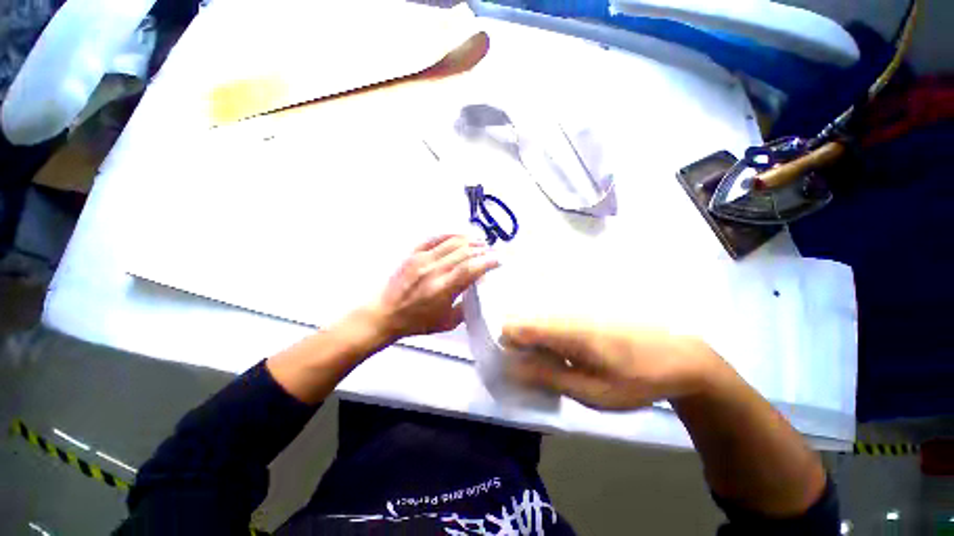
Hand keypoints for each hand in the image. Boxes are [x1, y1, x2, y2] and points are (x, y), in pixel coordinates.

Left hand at [370, 234, 499, 341]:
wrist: (385, 314)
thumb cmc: (417, 322)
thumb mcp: (447, 322)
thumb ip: (466, 306)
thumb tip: (477, 287)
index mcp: (442, 289)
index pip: (470, 269)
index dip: (487, 262)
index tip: (499, 260)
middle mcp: (433, 270)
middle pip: (464, 252)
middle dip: (482, 250)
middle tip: (493, 251)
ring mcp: (422, 259)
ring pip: (452, 242)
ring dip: (470, 240)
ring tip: (482, 242)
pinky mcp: (413, 253)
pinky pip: (435, 238)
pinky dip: (451, 234)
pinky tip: (461, 235)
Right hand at [502, 319, 725, 409]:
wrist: (679, 356)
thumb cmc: (636, 379)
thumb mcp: (593, 392)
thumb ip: (550, 377)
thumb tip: (513, 368)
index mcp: (566, 330)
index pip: (515, 326)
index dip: (506, 346)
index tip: (513, 366)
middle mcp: (565, 311)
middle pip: (522, 319)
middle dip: (517, 344)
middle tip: (533, 370)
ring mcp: (574, 308)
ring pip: (536, 318)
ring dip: (533, 340)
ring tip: (552, 364)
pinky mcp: (583, 311)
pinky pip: (551, 319)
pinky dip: (547, 336)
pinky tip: (565, 353)